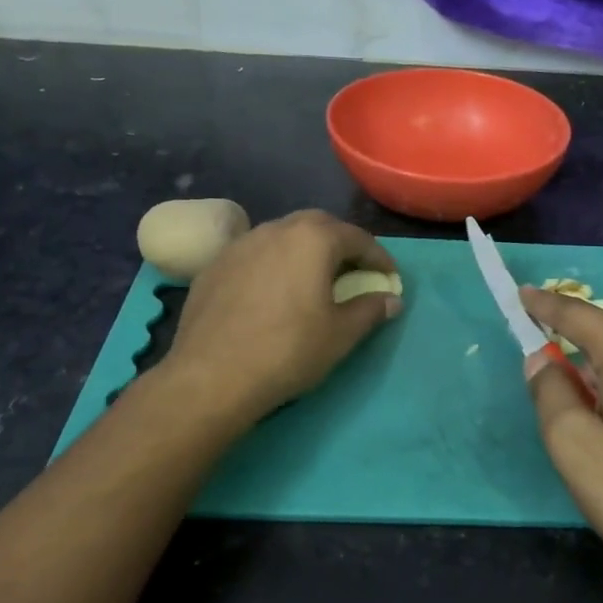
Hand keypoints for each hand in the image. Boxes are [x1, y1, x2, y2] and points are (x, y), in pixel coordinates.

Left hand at [165, 210, 400, 420]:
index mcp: (313, 239)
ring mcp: (240, 245)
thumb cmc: (288, 351)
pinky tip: (273, 293)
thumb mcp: (341, 334)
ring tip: (314, 279)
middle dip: (341, 244)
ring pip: (282, 236)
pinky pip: (255, 255)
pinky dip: (274, 265)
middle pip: (318, 226)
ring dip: (305, 251)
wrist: (211, 376)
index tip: (391, 279)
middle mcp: (276, 229)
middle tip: (354, 271)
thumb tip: (392, 299)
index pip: (357, 238)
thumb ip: (370, 310)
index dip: (379, 258)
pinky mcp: (214, 266)